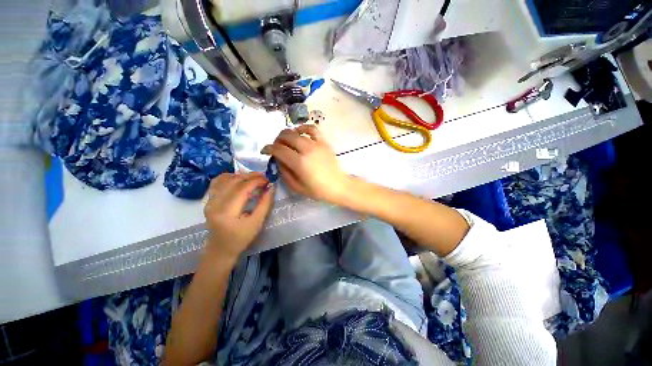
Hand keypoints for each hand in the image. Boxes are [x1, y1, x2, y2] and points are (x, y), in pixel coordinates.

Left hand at [203, 172, 273, 260]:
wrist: (221, 249)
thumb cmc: (241, 238)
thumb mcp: (257, 223)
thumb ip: (265, 204)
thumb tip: (271, 187)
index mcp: (227, 212)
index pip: (242, 189)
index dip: (256, 181)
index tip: (268, 180)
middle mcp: (215, 204)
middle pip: (233, 181)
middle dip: (251, 176)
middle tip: (264, 177)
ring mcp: (209, 201)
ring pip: (225, 179)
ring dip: (241, 175)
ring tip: (253, 178)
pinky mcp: (208, 200)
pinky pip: (217, 182)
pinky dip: (229, 177)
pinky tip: (239, 179)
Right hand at [261, 125, 349, 202]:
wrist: (338, 185)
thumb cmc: (318, 190)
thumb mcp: (297, 187)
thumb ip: (284, 172)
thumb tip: (277, 159)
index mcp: (299, 162)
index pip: (278, 149)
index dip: (268, 148)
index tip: (264, 151)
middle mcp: (307, 149)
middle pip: (286, 136)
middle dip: (277, 140)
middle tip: (276, 147)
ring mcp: (316, 144)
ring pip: (296, 131)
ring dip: (287, 134)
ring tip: (286, 141)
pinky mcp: (324, 142)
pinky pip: (312, 128)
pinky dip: (303, 127)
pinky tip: (300, 132)